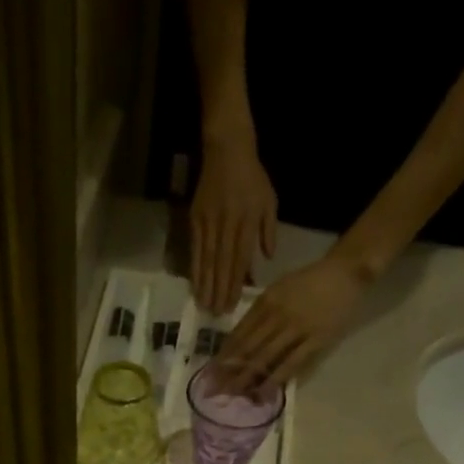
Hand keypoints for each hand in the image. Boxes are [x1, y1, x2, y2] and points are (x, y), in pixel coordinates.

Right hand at [191, 136, 276, 315]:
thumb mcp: (269, 200)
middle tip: (216, 314)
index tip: (232, 304)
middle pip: (223, 263)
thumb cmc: (252, 177)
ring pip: (207, 259)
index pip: (241, 258)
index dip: (236, 283)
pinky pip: (196, 249)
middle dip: (219, 290)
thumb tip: (267, 259)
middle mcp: (228, 222)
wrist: (227, 148)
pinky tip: (194, 285)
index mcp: (248, 219)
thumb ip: (268, 230)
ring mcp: (209, 221)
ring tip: (204, 305)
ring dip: (205, 285)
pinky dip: (195, 269)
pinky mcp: (195, 219)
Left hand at [214, 253, 366, 389]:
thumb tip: (240, 340)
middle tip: (212, 391)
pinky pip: (291, 363)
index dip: (222, 356)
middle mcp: (277, 315)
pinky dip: (276, 379)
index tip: (209, 374)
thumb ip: (260, 312)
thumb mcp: (280, 289)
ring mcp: (296, 328)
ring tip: (231, 396)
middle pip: (246, 349)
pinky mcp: (315, 340)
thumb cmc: (311, 281)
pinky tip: (263, 392)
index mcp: (266, 302)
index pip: (238, 333)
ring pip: (265, 357)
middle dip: (227, 372)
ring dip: (245, 379)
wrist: (347, 271)